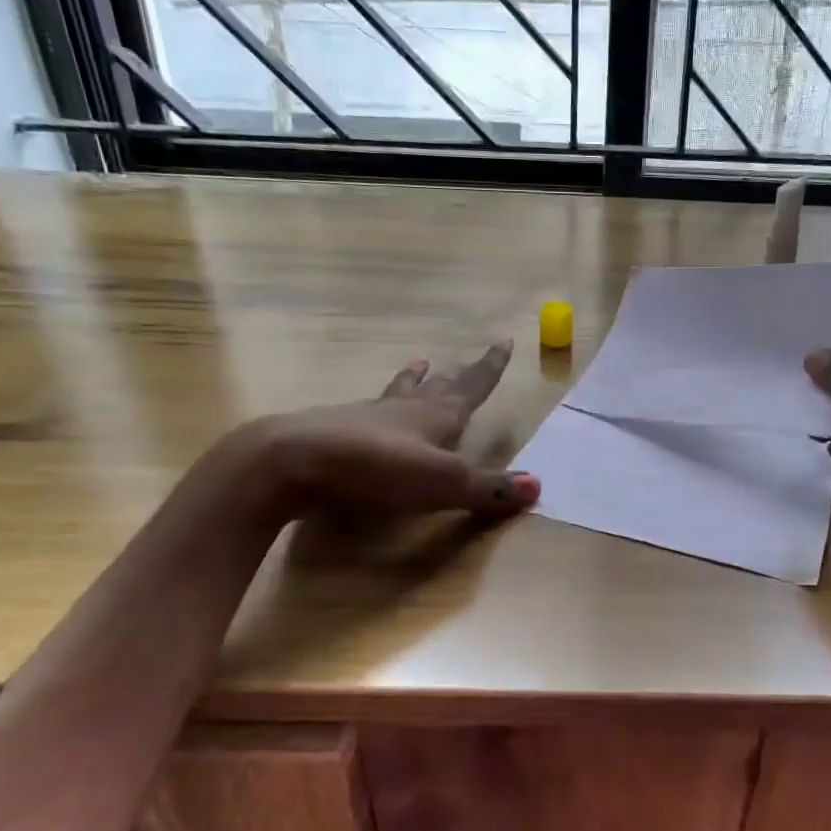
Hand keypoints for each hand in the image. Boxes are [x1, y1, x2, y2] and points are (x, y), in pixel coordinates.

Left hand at [232, 341, 540, 521]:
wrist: (291, 463)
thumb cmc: (376, 469)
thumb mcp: (442, 484)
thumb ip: (488, 488)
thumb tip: (539, 485)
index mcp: (434, 417)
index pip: (470, 388)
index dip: (489, 369)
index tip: (503, 342)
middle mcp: (403, 410)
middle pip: (437, 387)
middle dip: (457, 375)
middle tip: (466, 357)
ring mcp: (366, 419)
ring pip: (398, 393)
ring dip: (412, 381)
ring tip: (419, 363)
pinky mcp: (335, 434)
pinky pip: (367, 412)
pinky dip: (378, 405)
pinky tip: (368, 409)